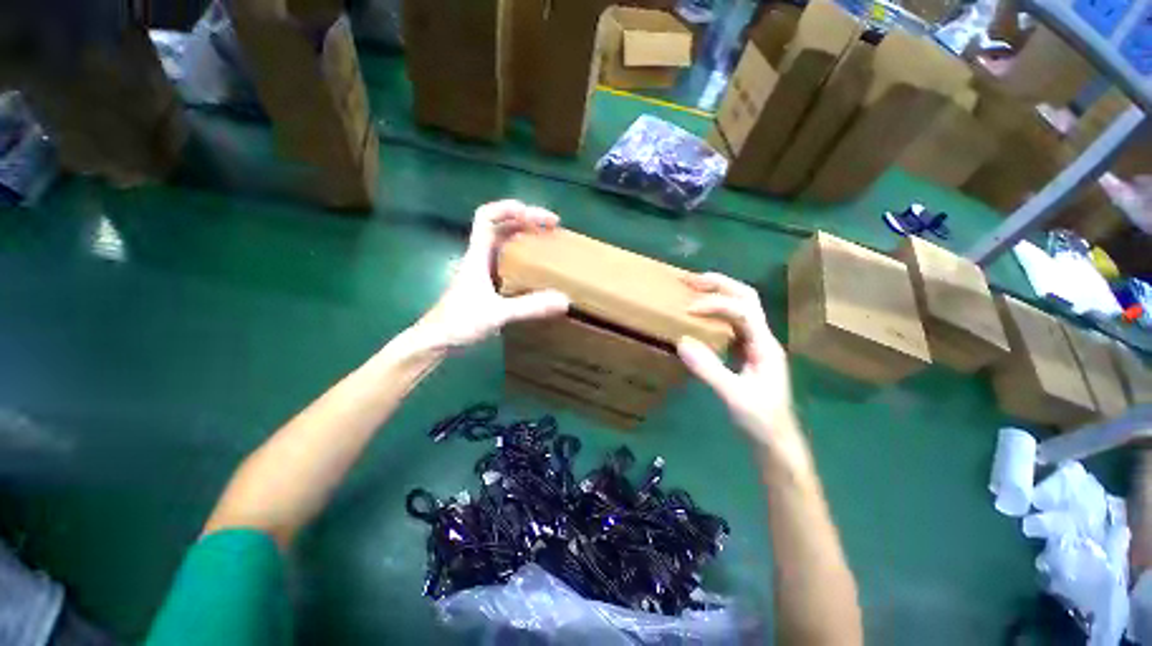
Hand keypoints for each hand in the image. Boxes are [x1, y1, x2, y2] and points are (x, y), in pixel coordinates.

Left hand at [411, 200, 569, 348]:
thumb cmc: (459, 322)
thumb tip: (564, 300)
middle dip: (526, 220)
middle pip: (500, 226)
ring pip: (505, 243)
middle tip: (553, 227)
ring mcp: (483, 271)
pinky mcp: (487, 284)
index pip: (486, 217)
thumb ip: (528, 307)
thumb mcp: (497, 314)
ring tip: (548, 241)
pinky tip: (536, 269)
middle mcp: (480, 258)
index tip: (534, 214)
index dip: (508, 208)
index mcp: (477, 256)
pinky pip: (508, 261)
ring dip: (525, 236)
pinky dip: (523, 257)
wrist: (436, 340)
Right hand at [677, 273, 808, 466]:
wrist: (775, 442)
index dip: (715, 304)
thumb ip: (709, 369)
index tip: (688, 310)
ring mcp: (755, 345)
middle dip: (720, 284)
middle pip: (746, 298)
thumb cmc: (760, 421)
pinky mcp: (745, 353)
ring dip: (718, 294)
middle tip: (691, 279)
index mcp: (764, 345)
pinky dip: (714, 313)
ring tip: (693, 289)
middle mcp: (762, 338)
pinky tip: (699, 317)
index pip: (742, 310)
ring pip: (740, 308)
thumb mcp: (733, 396)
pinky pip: (731, 324)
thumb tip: (681, 342)